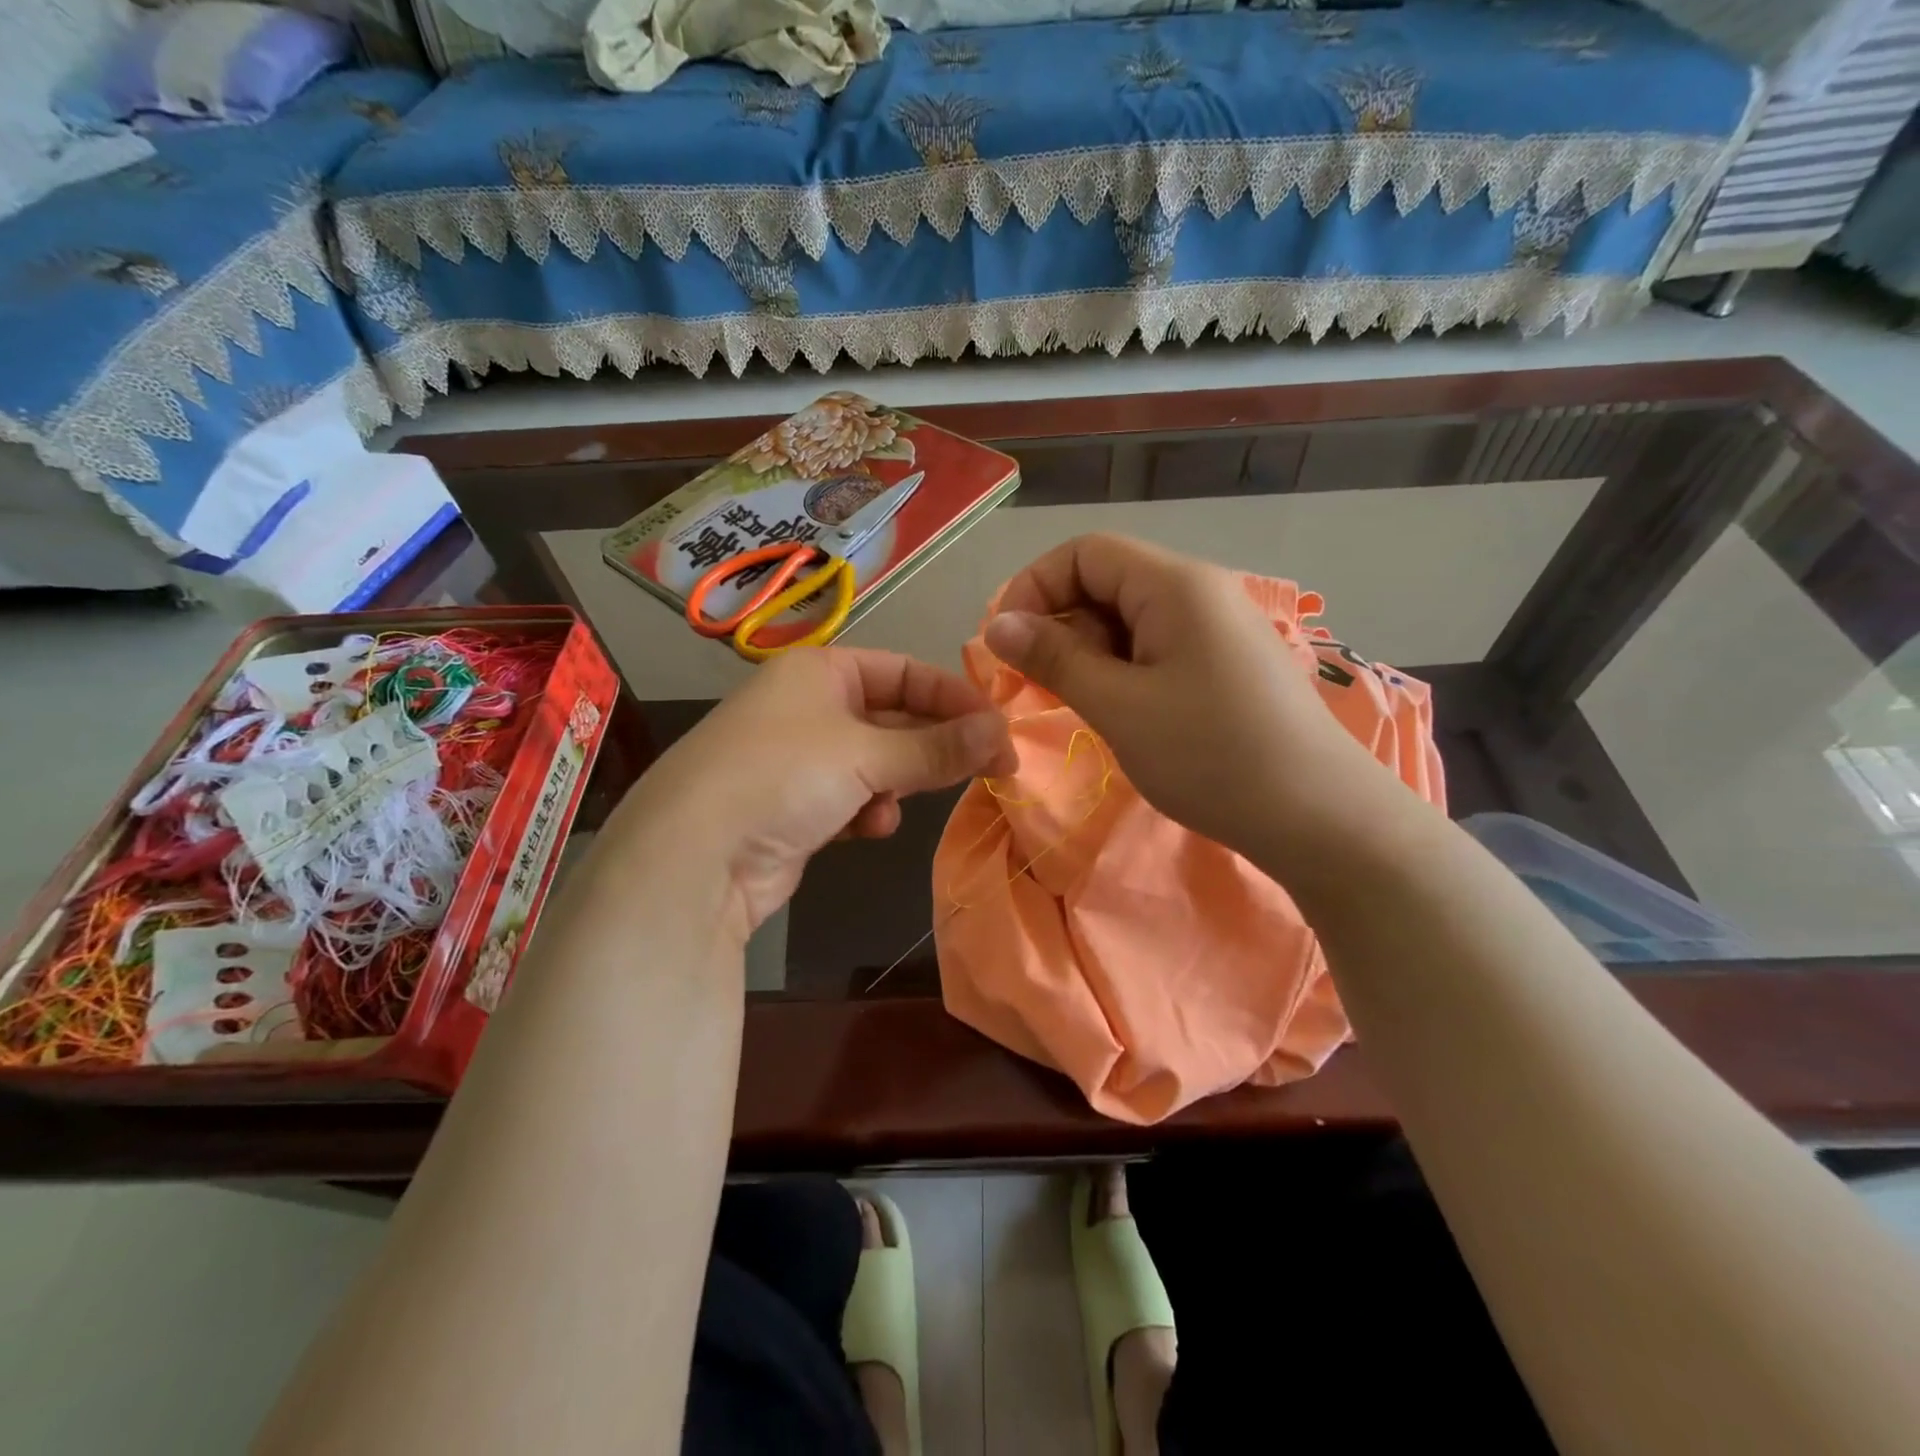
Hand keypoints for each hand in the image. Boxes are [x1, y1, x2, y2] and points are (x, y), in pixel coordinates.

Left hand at [617, 647, 1014, 937]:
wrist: (694, 857)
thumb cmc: (784, 776)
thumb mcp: (867, 755)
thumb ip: (937, 747)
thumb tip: (1003, 734)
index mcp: (819, 671)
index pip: (904, 671)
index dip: (953, 697)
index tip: (998, 729)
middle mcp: (808, 706)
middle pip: (893, 718)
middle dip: (934, 745)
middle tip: (989, 769)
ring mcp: (799, 759)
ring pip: (876, 762)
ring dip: (897, 782)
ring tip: (901, 803)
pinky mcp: (795, 807)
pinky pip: (852, 798)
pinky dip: (868, 810)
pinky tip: (869, 827)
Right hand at [984, 534, 1390, 858]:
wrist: (1320, 819)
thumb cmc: (1212, 757)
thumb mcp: (1120, 707)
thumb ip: (1054, 658)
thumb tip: (997, 625)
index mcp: (1175, 584)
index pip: (1085, 552)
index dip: (1034, 588)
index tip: (1005, 646)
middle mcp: (1199, 591)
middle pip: (1107, 581)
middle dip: (1060, 625)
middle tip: (1038, 686)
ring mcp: (1218, 628)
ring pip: (1130, 619)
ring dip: (1090, 654)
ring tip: (1082, 706)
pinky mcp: (1227, 664)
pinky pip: (1158, 648)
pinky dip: (1124, 671)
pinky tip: (1122, 714)